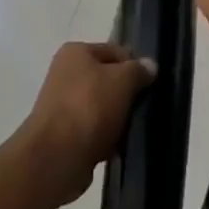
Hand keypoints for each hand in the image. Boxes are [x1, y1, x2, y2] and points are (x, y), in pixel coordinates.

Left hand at [2, 41, 156, 208]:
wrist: (56, 157)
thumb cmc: (89, 107)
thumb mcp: (122, 80)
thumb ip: (138, 70)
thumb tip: (150, 65)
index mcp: (75, 52)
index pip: (114, 51)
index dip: (134, 65)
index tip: (151, 84)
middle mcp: (65, 74)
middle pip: (107, 80)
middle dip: (126, 95)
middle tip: (143, 109)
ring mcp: (62, 106)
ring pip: (101, 108)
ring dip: (117, 120)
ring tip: (131, 131)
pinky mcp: (63, 135)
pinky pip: (93, 132)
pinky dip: (105, 139)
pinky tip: (117, 149)